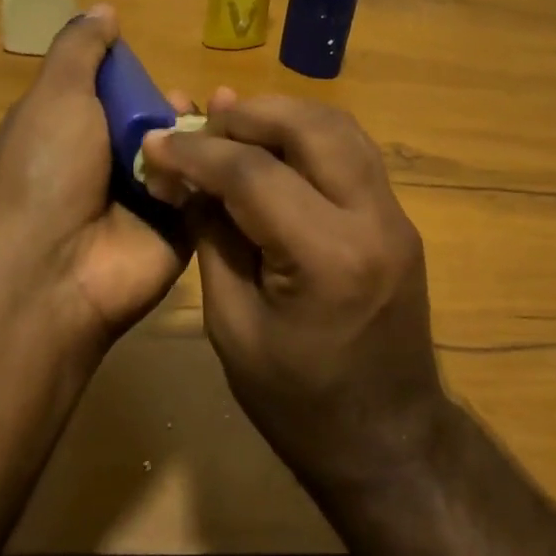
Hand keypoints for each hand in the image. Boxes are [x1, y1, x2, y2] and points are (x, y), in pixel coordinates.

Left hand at [0, 6, 189, 348]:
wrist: (54, 268)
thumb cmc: (47, 169)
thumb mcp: (56, 96)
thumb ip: (81, 51)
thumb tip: (104, 9)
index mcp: (81, 133)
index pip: (124, 97)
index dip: (144, 82)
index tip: (163, 76)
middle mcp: (115, 166)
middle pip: (164, 125)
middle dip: (180, 111)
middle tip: (188, 109)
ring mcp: (150, 202)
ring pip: (192, 156)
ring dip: (206, 139)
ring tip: (219, 129)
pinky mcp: (183, 231)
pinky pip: (210, 193)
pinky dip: (220, 175)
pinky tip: (233, 160)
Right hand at [140, 92, 448, 496]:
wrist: (389, 441)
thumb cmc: (299, 404)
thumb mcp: (234, 328)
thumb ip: (213, 239)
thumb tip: (187, 176)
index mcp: (328, 258)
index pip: (255, 174)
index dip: (198, 151)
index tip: (157, 138)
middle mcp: (372, 219)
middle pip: (311, 127)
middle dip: (249, 114)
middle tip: (202, 121)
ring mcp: (395, 214)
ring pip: (340, 127)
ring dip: (283, 116)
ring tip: (233, 124)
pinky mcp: (398, 217)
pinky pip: (353, 151)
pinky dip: (311, 135)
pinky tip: (276, 145)